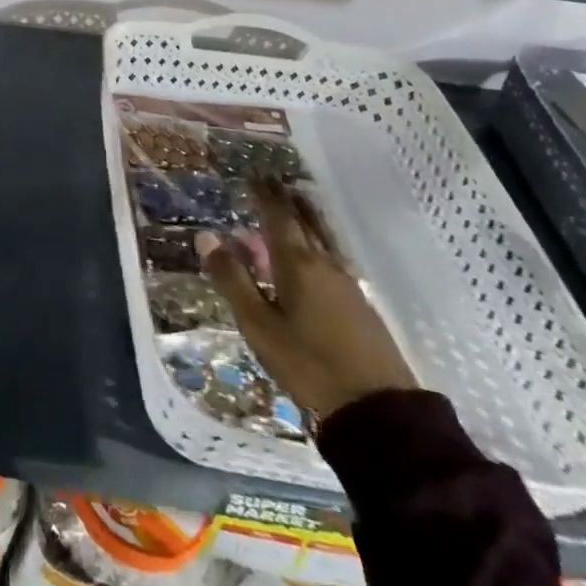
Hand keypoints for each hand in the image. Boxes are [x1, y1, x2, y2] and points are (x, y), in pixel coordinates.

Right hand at [201, 178, 414, 424]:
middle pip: (306, 223)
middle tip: (272, 183)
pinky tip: (310, 256)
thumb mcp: (258, 324)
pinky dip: (314, 243)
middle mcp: (325, 265)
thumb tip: (206, 235)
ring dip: (305, 220)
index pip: (279, 217)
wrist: (378, 410)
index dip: (265, 195)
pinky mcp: (359, 306)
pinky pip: (330, 258)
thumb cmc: (307, 363)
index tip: (254, 174)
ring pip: (322, 240)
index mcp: (297, 264)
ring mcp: (347, 285)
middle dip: (287, 201)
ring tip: (293, 207)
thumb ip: (232, 279)